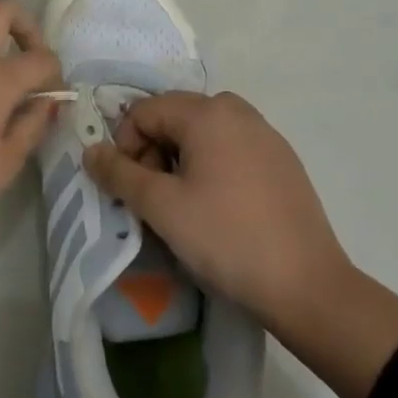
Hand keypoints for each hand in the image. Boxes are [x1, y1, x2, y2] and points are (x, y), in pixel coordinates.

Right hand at [82, 91, 397, 397]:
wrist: (306, 286)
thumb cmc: (225, 238)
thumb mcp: (161, 206)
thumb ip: (119, 173)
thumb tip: (90, 151)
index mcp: (209, 113)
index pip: (145, 111)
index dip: (125, 145)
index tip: (129, 187)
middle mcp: (239, 112)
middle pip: (175, 116)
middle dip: (153, 150)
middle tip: (153, 196)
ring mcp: (266, 135)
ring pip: (204, 133)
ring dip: (180, 159)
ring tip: (182, 203)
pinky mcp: (282, 161)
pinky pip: (231, 148)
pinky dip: (211, 166)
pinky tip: (217, 207)